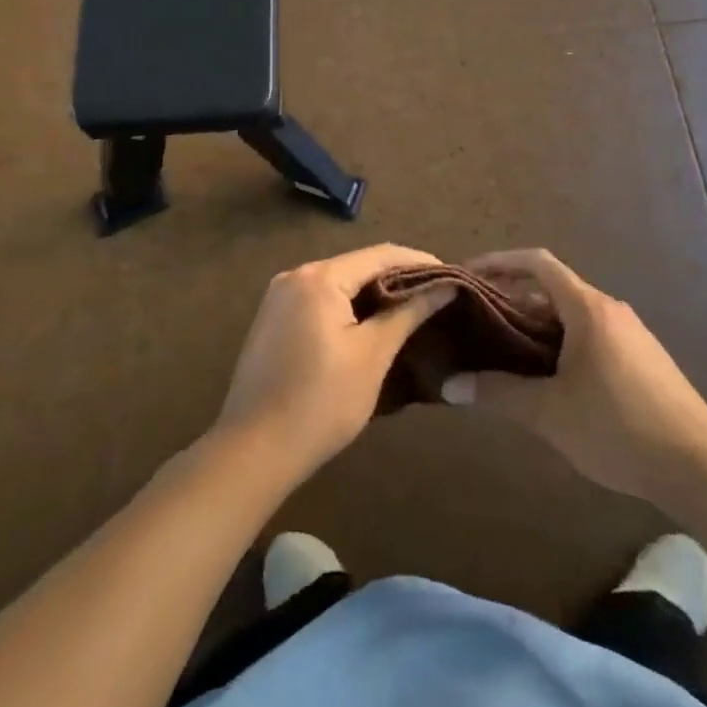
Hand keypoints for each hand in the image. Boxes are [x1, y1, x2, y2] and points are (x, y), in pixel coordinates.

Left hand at [214, 244, 458, 480]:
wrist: (253, 452)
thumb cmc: (321, 402)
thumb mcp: (373, 355)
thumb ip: (409, 313)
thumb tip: (445, 286)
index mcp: (319, 277)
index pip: (381, 254)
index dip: (420, 262)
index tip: (453, 275)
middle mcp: (295, 275)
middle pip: (357, 265)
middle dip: (398, 277)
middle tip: (436, 294)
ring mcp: (279, 298)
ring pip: (339, 283)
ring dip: (374, 293)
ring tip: (411, 308)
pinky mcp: (273, 320)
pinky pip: (320, 300)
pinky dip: (349, 307)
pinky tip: (371, 324)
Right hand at [441, 249, 706, 505]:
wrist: (698, 465)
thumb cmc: (618, 427)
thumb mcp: (550, 413)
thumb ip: (499, 394)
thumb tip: (450, 386)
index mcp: (588, 308)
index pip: (537, 263)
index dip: (500, 261)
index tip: (469, 273)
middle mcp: (609, 310)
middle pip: (552, 289)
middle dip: (513, 299)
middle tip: (477, 321)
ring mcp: (630, 333)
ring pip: (572, 315)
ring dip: (537, 325)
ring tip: (504, 352)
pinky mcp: (641, 358)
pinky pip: (591, 335)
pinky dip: (561, 342)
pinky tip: (548, 379)